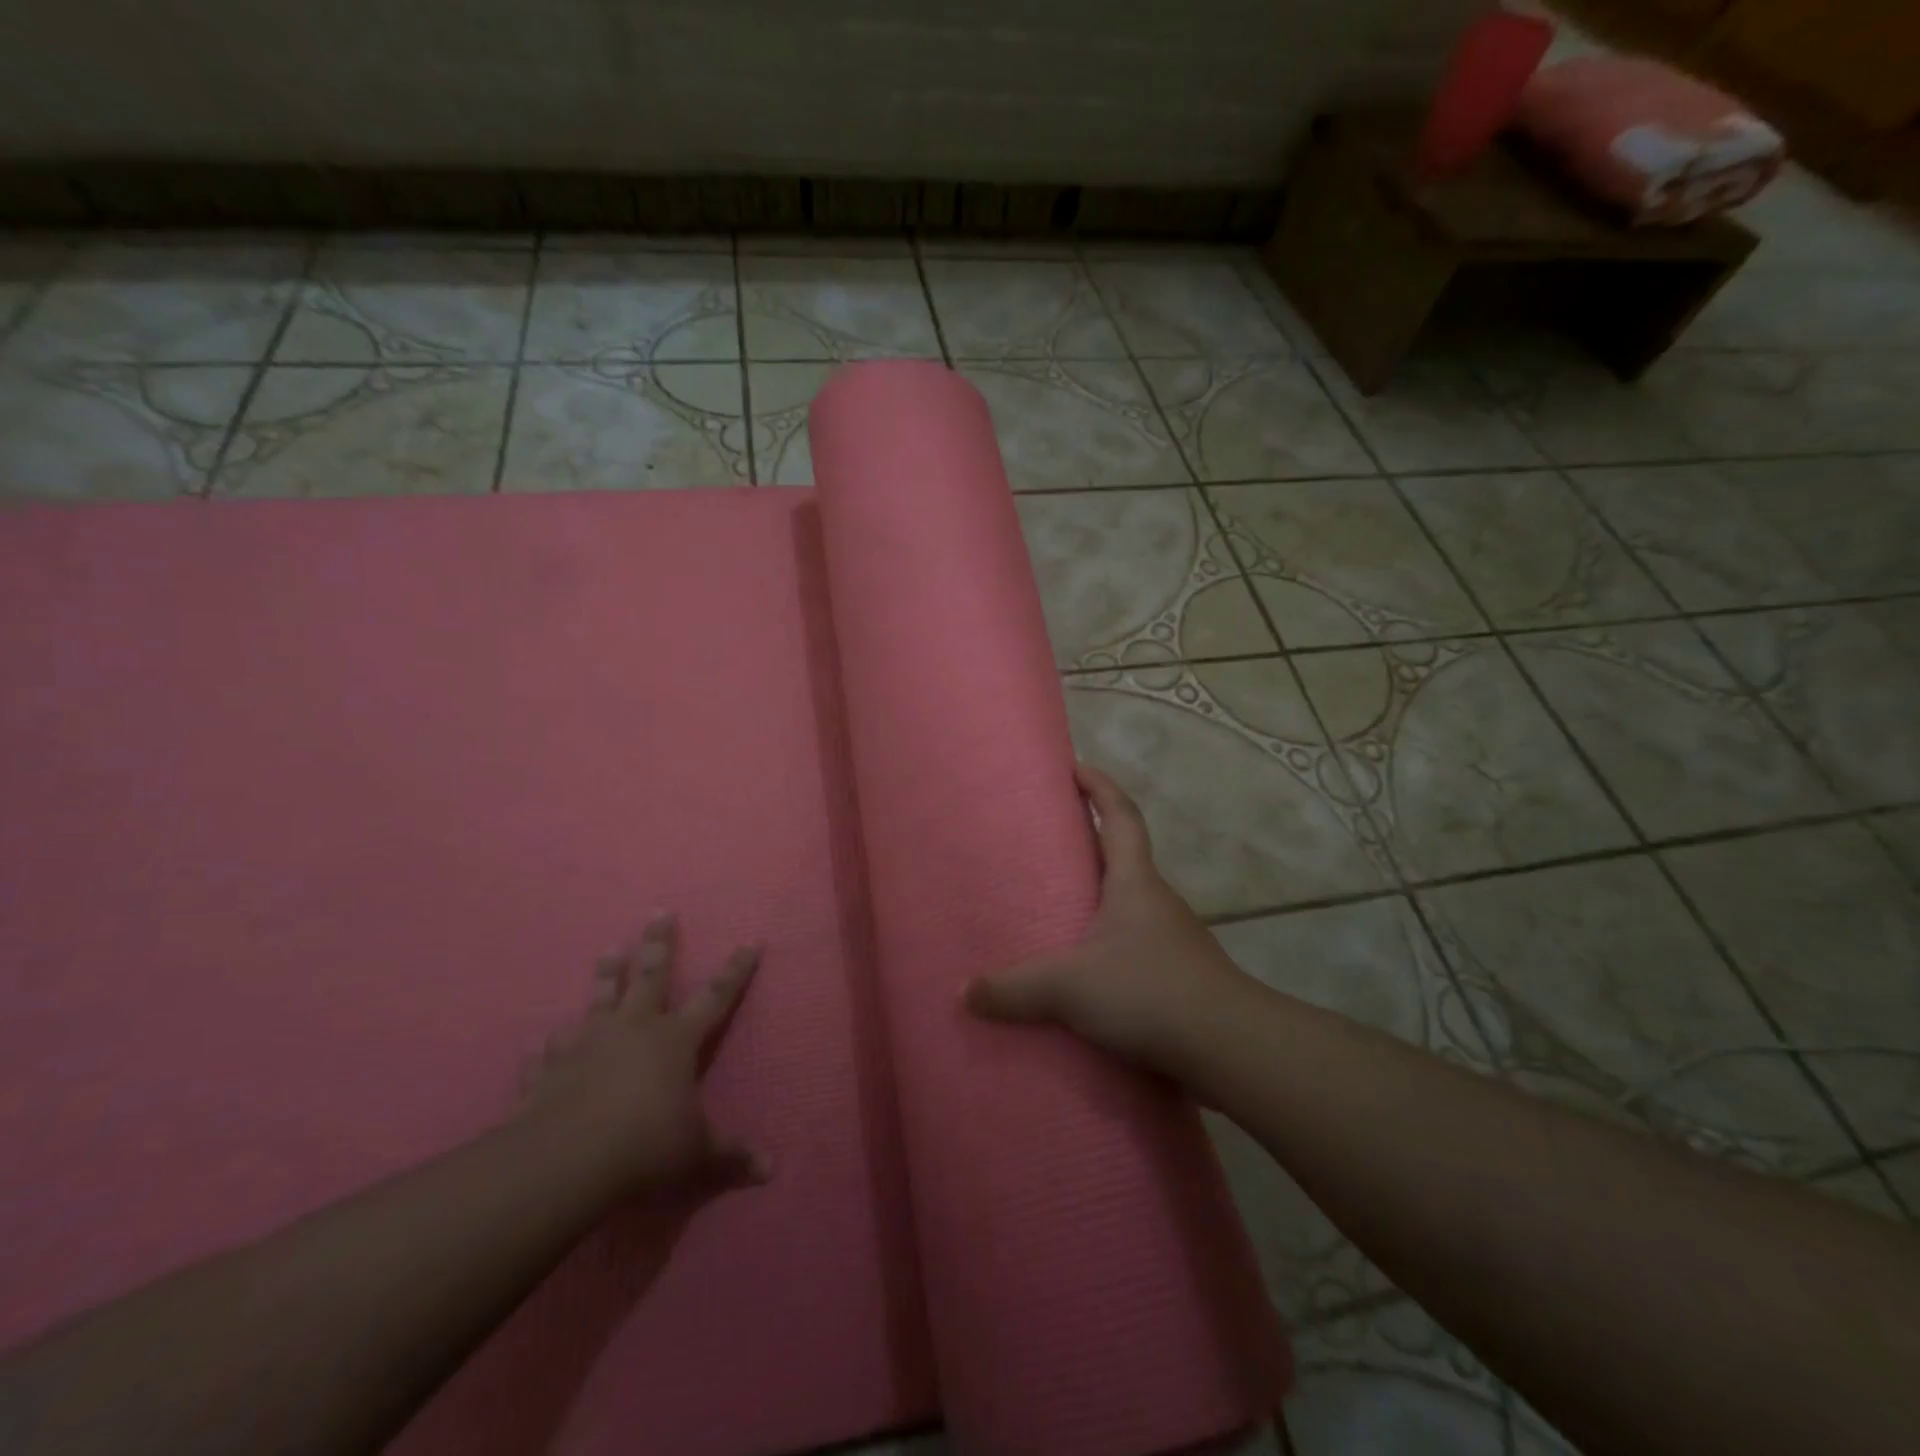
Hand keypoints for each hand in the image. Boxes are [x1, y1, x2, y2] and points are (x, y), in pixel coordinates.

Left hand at [522, 914, 764, 1195]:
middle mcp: (633, 1029)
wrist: (565, 1162)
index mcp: (676, 1041)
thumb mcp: (696, 1155)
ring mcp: (587, 1045)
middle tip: (659, 912)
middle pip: (650, 976)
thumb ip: (730, 1156)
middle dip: (658, 943)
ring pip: (599, 999)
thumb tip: (771, 1169)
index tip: (750, 941)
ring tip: (607, 949)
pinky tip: (541, 1043)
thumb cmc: (644, 1147)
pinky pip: (549, 1052)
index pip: (715, 997)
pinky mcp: (548, 1070)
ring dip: (604, 976)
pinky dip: (547, 1048)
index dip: (735, 971)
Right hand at [964, 763, 1255, 1075]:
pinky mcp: (1177, 975)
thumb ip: (1015, 989)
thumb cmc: (1149, 992)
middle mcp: (1155, 900)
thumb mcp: (1070, 987)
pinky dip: (1106, 944)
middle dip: (1087, 844)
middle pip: (1121, 857)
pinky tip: (1083, 974)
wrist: (1230, 1047)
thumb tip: (964, 992)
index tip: (1075, 767)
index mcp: (1134, 881)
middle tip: (1044, 845)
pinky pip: (1133, 945)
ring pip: (1127, 905)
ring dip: (1096, 899)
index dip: (1099, 786)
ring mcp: (1171, 938)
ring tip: (1054, 911)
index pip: (1120, 815)